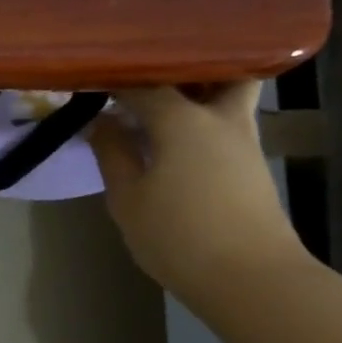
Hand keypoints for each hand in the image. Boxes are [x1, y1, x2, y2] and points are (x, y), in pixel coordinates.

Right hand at [86, 83, 307, 303]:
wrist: (249, 277)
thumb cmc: (178, 235)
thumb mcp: (127, 198)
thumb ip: (113, 153)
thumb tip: (101, 121)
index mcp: (184, 120)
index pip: (144, 83)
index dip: (115, 78)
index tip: (91, 80)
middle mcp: (220, 118)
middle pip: (214, 69)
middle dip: (183, 65)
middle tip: (145, 74)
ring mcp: (243, 139)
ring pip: (227, 93)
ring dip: (197, 90)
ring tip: (155, 102)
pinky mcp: (250, 164)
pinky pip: (225, 121)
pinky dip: (201, 116)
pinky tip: (173, 135)